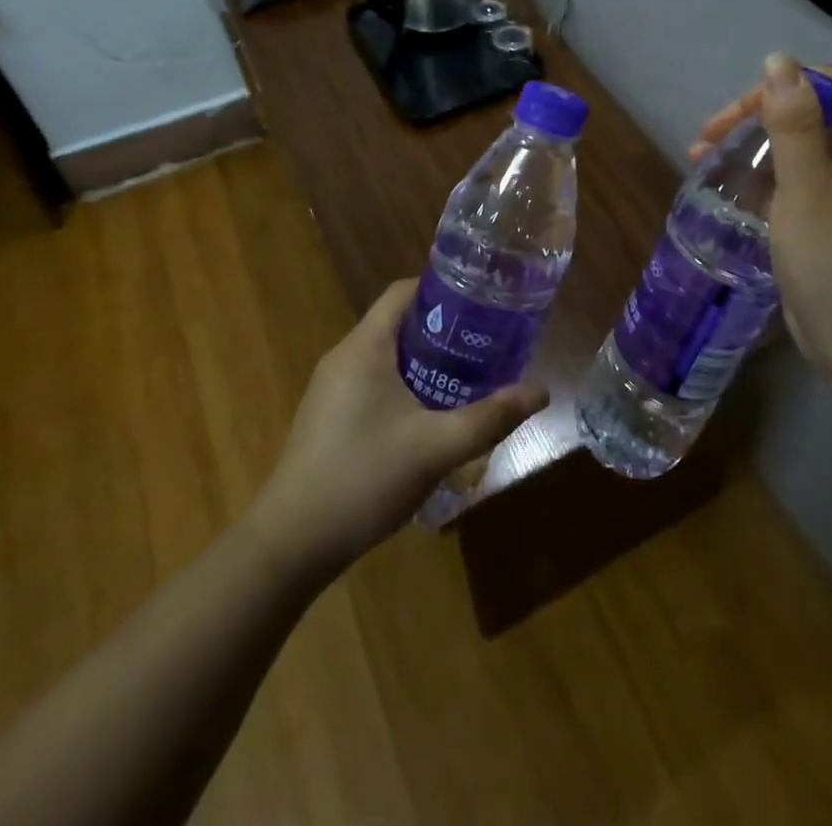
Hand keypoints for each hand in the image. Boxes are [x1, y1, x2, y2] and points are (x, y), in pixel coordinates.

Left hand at [249, 280, 546, 582]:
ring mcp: (331, 388)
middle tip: (485, 342)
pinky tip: (430, 414)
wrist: (290, 543)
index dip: (443, 288)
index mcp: (364, 347)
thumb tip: (541, 391)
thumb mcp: (436, 447)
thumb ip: (490, 417)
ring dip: (425, 359)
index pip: (403, 291)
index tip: (482, 301)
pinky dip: (404, 383)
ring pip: (386, 355)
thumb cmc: (363, 478)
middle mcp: (344, 357)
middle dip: (443, 328)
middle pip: (398, 322)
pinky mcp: (328, 416)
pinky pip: (372, 381)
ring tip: (467, 374)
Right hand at [693, 55, 831, 402]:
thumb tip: (779, 60)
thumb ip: (793, 124)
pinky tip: (732, 197)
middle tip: (705, 142)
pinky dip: (764, 183)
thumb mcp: (807, 189)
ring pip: (799, 152)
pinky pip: (798, 187)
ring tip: (702, 164)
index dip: (780, 87)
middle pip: (811, 115)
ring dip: (752, 150)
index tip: (734, 118)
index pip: (828, 85)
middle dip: (754, 119)